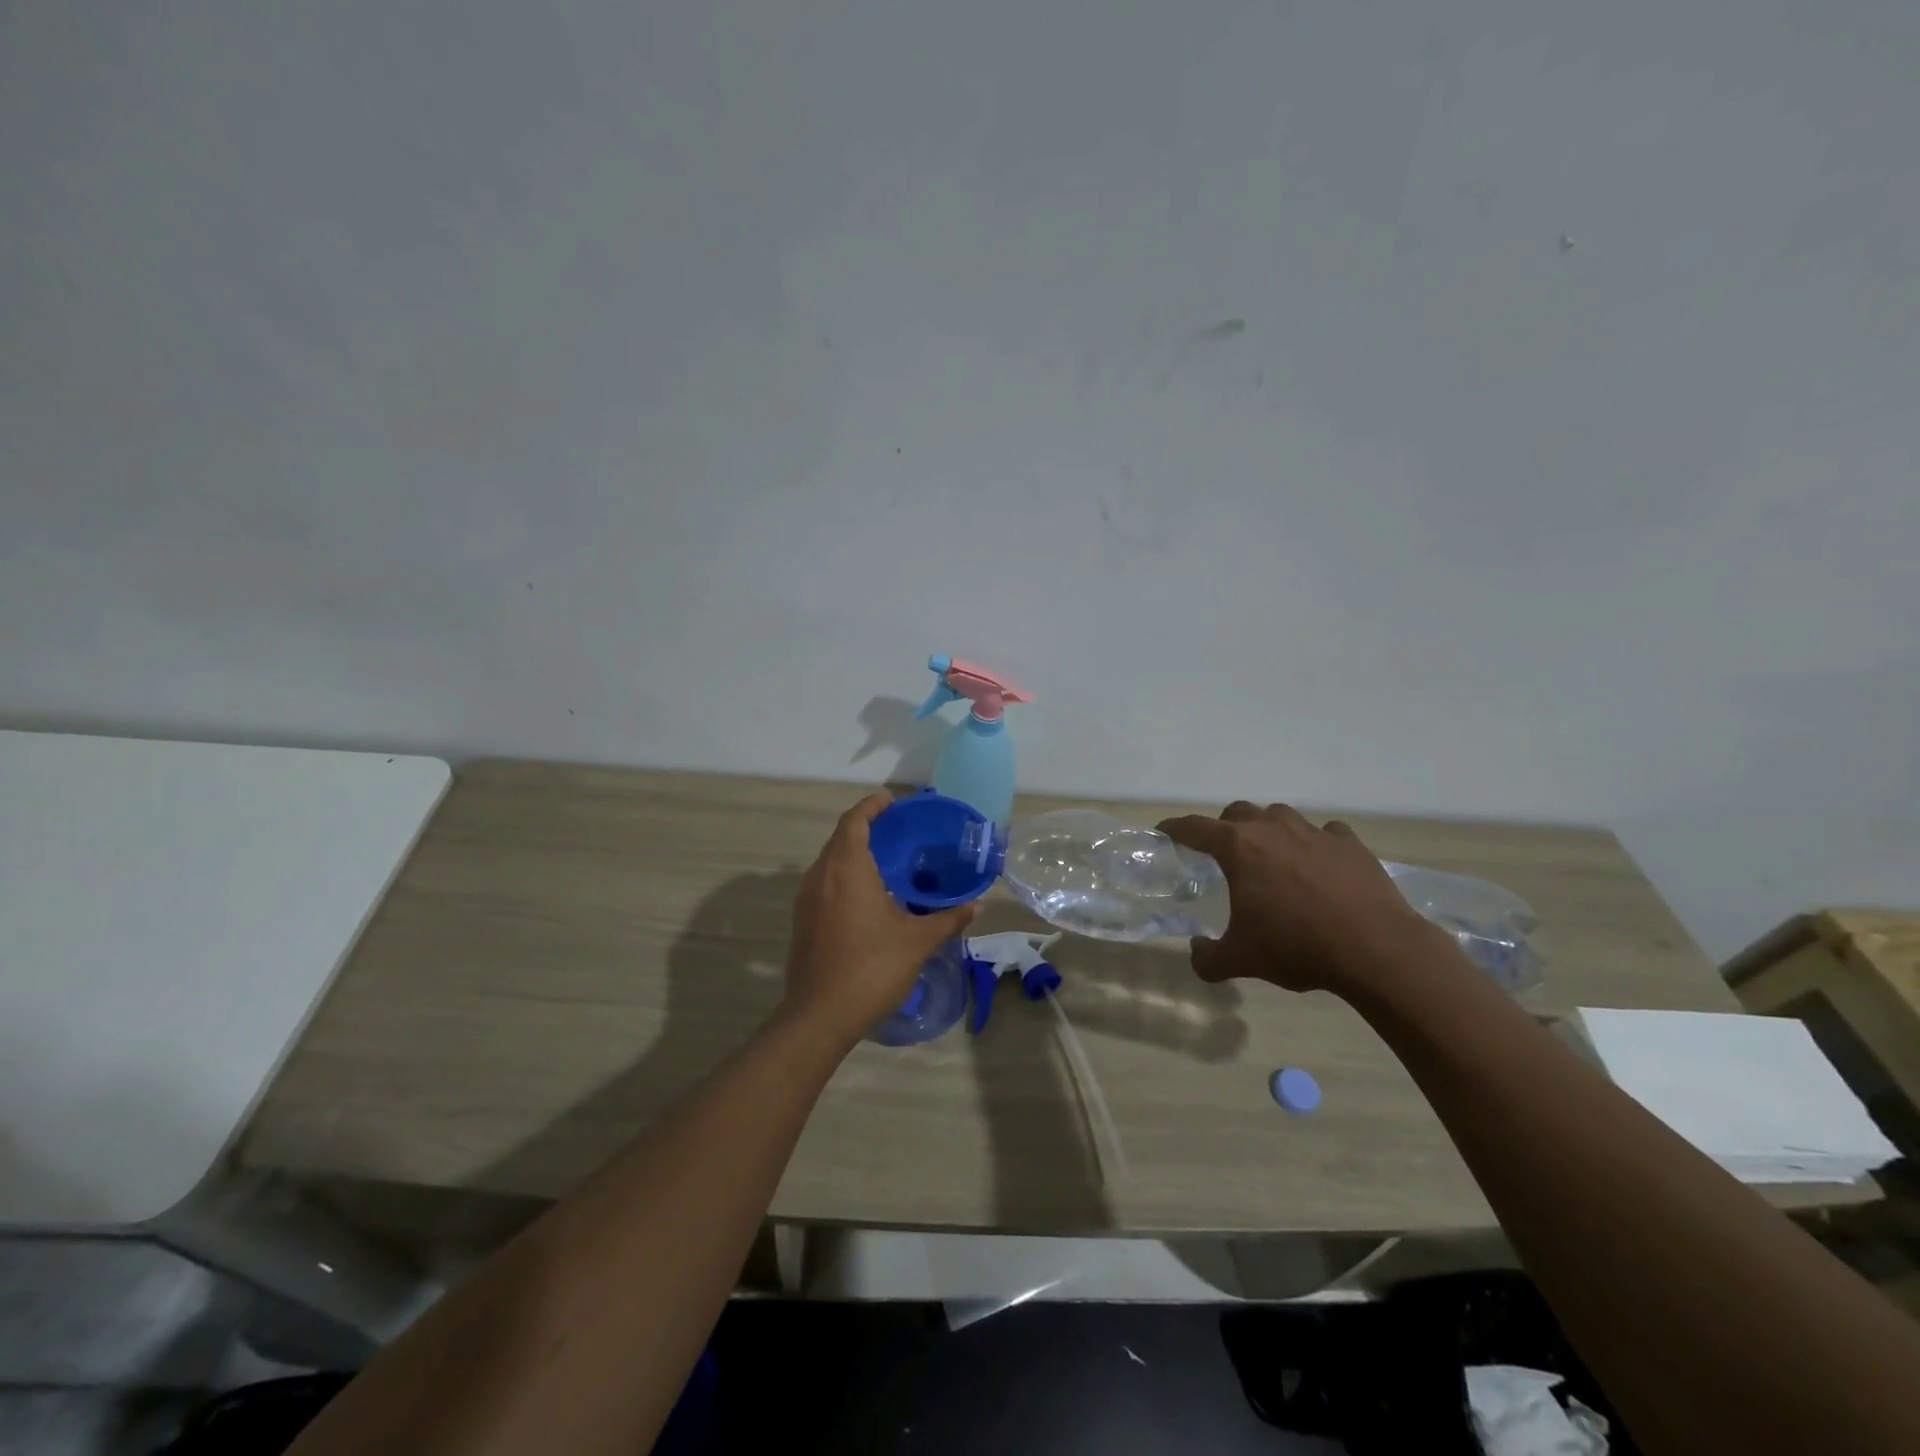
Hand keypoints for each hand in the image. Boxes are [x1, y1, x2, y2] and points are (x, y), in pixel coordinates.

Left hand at [783, 792, 976, 1045]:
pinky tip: (868, 897)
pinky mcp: (802, 920)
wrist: (820, 1015)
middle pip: (840, 838)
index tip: (892, 801)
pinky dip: (844, 877)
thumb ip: (948, 918)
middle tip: (899, 832)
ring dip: (854, 853)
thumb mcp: (917, 941)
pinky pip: (824, 884)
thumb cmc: (871, 968)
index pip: (854, 821)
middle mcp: (820, 876)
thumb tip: (976, 904)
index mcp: (846, 869)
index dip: (872, 806)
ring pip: (830, 862)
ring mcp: (806, 899)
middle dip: (866, 828)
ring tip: (887, 862)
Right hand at [1158, 801, 1437, 995]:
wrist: (1376, 949)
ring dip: (1269, 830)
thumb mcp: (1241, 960)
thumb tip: (1196, 951)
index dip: (1175, 828)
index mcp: (1238, 848)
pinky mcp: (1350, 843)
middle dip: (1224, 827)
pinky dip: (1316, 844)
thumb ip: (1208, 958)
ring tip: (1273, 858)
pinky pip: (1325, 833)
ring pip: (1280, 816)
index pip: (1194, 828)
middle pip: (1237, 812)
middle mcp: (1272, 828)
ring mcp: (1314, 832)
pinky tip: (1320, 866)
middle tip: (1224, 854)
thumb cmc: (1297, 947)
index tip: (1164, 831)